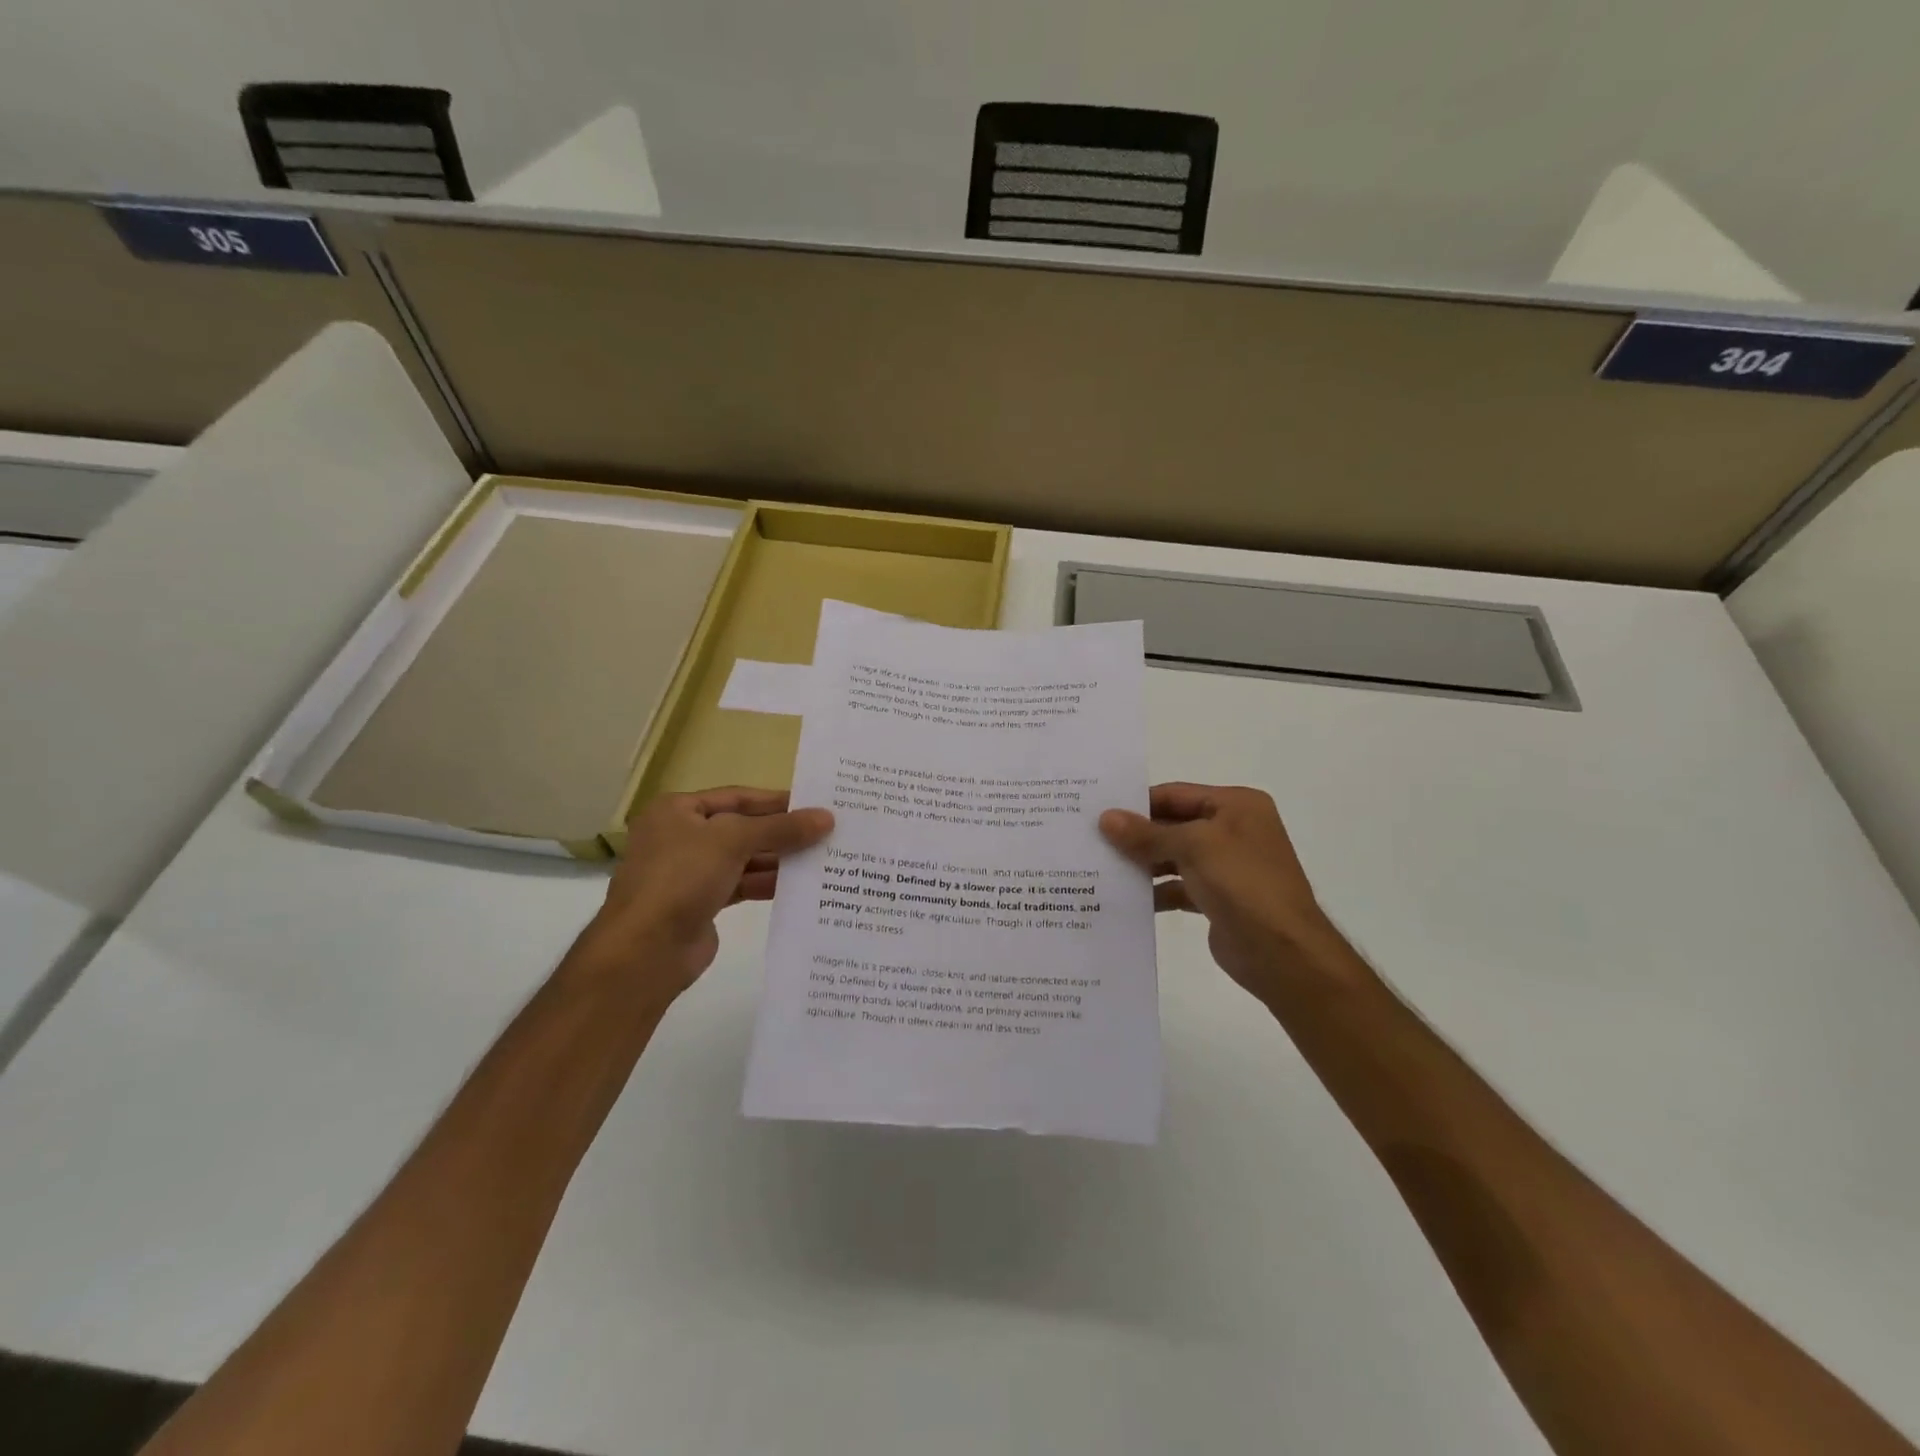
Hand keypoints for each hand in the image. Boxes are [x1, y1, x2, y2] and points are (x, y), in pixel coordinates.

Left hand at [580, 787, 832, 1003]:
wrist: (646, 949)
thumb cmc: (683, 877)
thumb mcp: (734, 839)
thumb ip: (782, 827)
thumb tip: (827, 818)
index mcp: (677, 810)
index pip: (736, 796)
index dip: (776, 800)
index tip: (815, 805)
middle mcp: (681, 837)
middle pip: (741, 827)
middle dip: (781, 832)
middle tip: (826, 832)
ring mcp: (690, 873)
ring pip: (744, 858)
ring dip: (779, 859)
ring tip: (821, 858)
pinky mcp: (701, 903)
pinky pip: (742, 885)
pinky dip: (767, 883)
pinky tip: (799, 885)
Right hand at [1100, 783, 1351, 1003]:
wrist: (1283, 953)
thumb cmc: (1243, 884)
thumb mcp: (1193, 847)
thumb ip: (1147, 834)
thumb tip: (1106, 818)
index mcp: (1236, 805)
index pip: (1176, 794)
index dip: (1138, 803)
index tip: (1098, 812)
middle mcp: (1233, 830)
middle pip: (1173, 824)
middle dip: (1137, 834)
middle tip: (1092, 840)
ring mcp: (1226, 866)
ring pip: (1173, 857)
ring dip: (1142, 863)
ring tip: (1101, 867)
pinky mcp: (1217, 899)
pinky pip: (1178, 887)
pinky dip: (1155, 890)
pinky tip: (1125, 898)